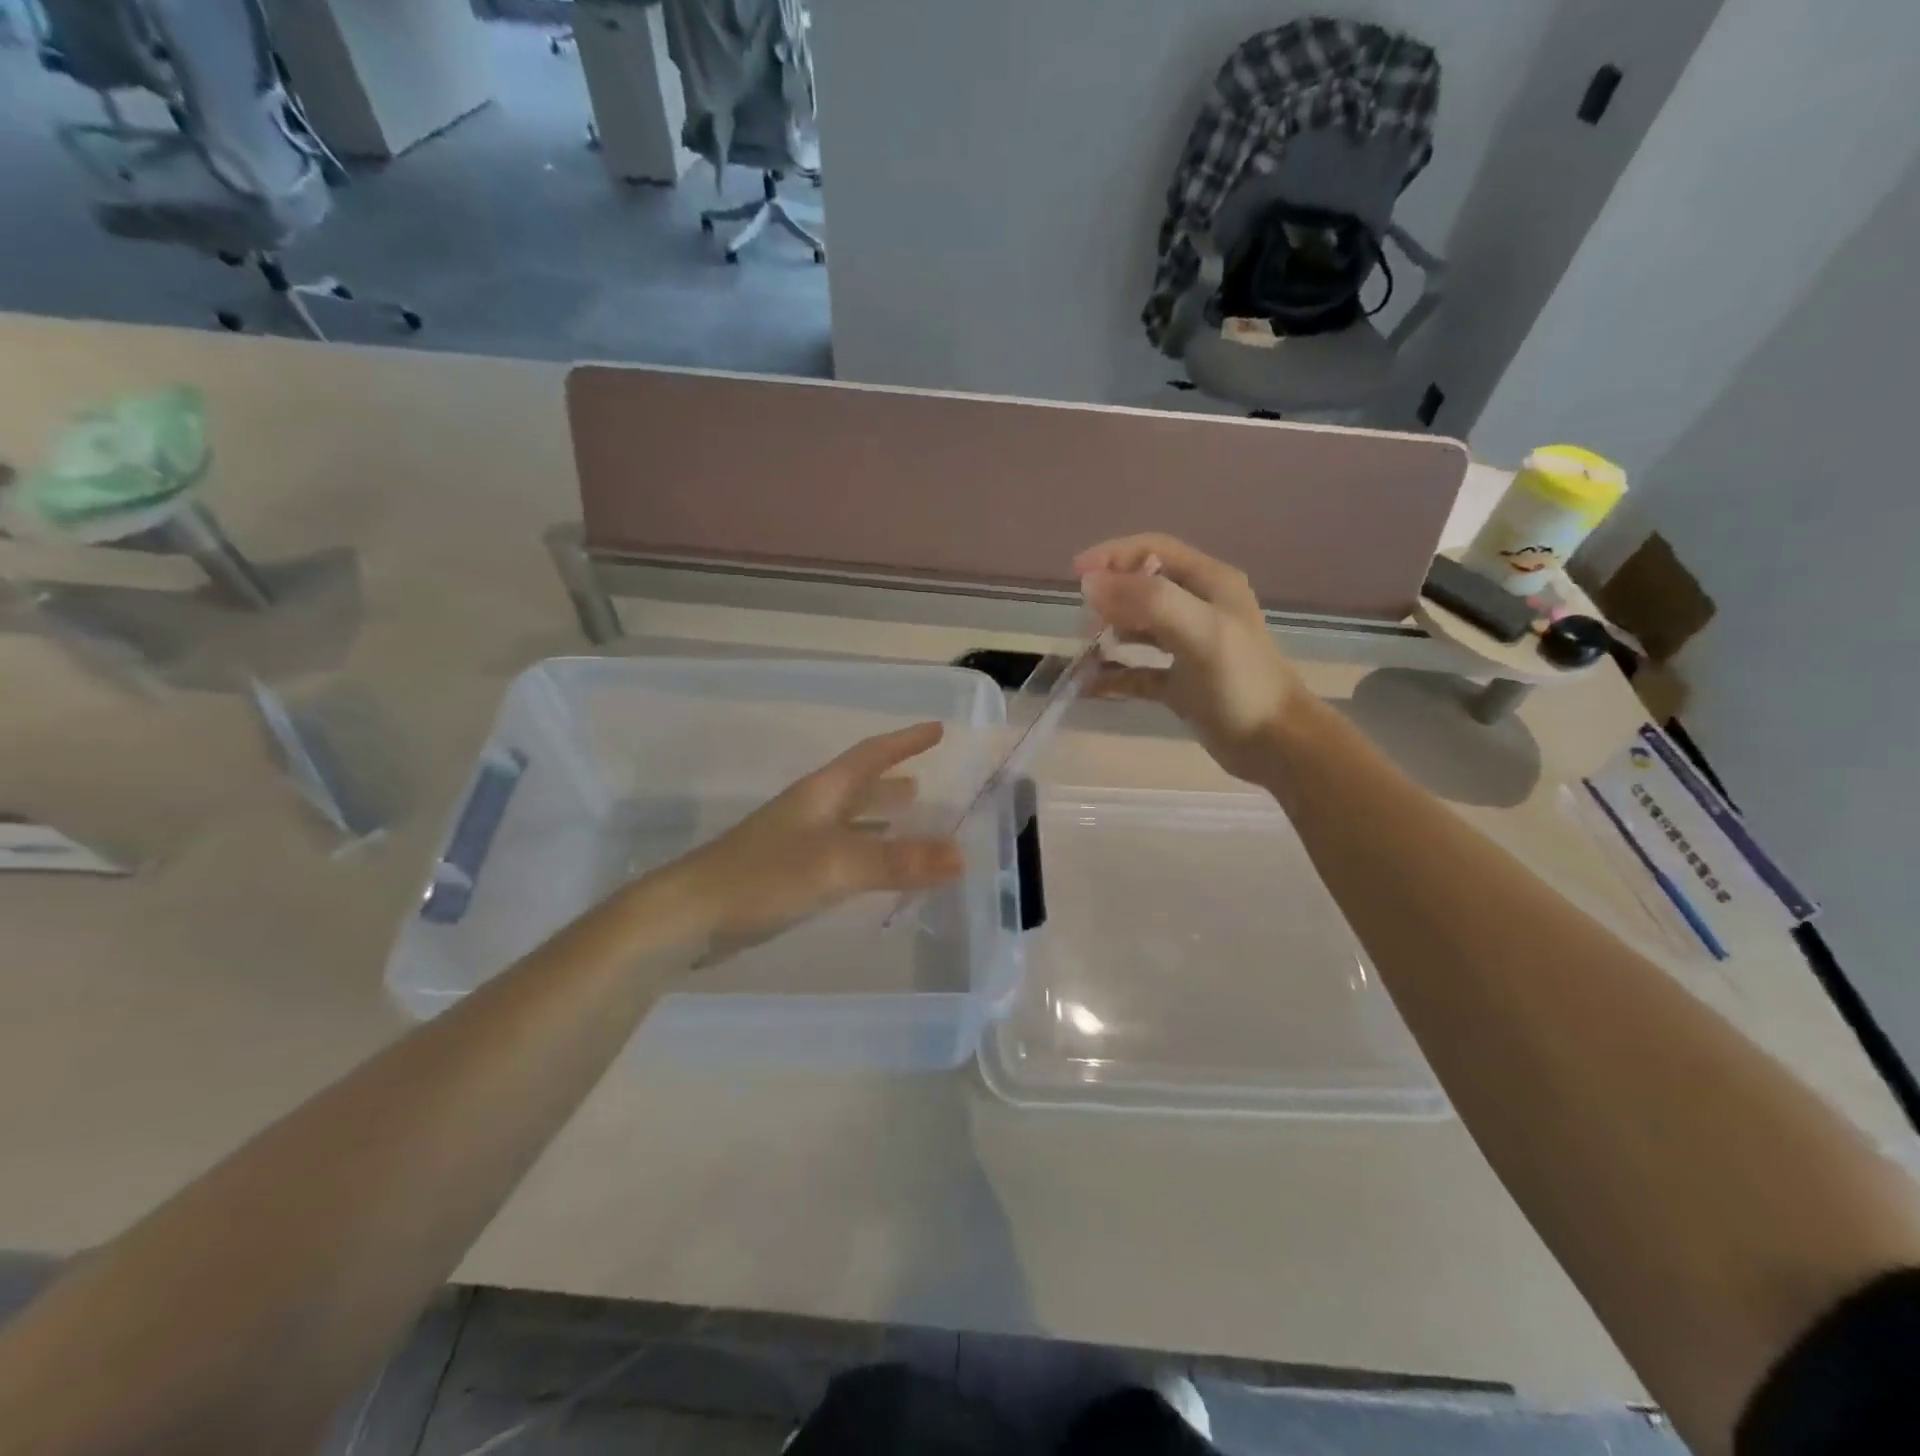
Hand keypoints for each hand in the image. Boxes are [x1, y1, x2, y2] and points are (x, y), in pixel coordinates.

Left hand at [645, 722, 963, 962]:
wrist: (689, 916)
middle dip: (893, 779)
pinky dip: (866, 852)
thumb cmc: (764, 876)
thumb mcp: (838, 865)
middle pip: (860, 785)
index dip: (904, 741)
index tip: (937, 728)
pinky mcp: (787, 873)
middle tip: (927, 782)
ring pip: (850, 820)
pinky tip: (874, 870)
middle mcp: (811, 809)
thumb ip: (899, 860)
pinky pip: (840, 852)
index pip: (871, 755)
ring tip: (911, 819)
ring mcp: (796, 841)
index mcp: (822, 793)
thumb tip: (962, 855)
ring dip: (881, 817)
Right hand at [1075, 533, 1305, 784]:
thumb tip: (1090, 585)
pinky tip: (1090, 684)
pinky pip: (1139, 671)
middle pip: (1143, 587)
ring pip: (1139, 628)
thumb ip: (1148, 601)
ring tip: (1084, 649)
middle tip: (1084, 621)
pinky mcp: (1181, 683)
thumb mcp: (1200, 631)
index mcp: (1210, 583)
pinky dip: (1115, 674)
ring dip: (1109, 633)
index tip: (1075, 575)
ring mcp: (1189, 647)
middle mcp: (1199, 608)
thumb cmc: (1240, 682)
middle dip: (1109, 598)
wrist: (1275, 744)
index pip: (1153, 550)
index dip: (1113, 556)